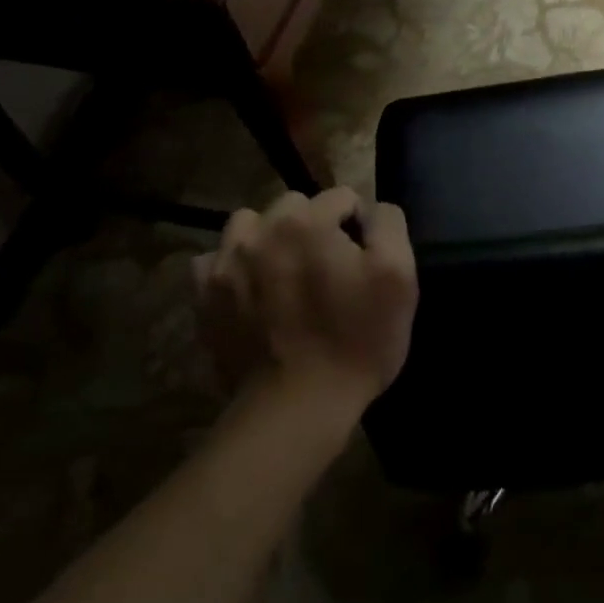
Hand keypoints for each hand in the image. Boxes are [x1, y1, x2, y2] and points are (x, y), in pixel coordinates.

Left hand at [192, 187, 417, 419]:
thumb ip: (388, 225)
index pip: (341, 197)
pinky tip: (252, 292)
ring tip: (285, 274)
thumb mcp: (399, 278)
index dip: (358, 225)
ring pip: (249, 226)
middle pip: (293, 206)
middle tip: (326, 268)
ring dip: (269, 239)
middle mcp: (259, 231)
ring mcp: (224, 264)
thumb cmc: (357, 340)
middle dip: (313, 226)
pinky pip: (214, 261)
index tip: (363, 260)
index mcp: (307, 222)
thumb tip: (370, 210)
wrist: (297, 406)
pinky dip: (234, 268)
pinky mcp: (204, 297)